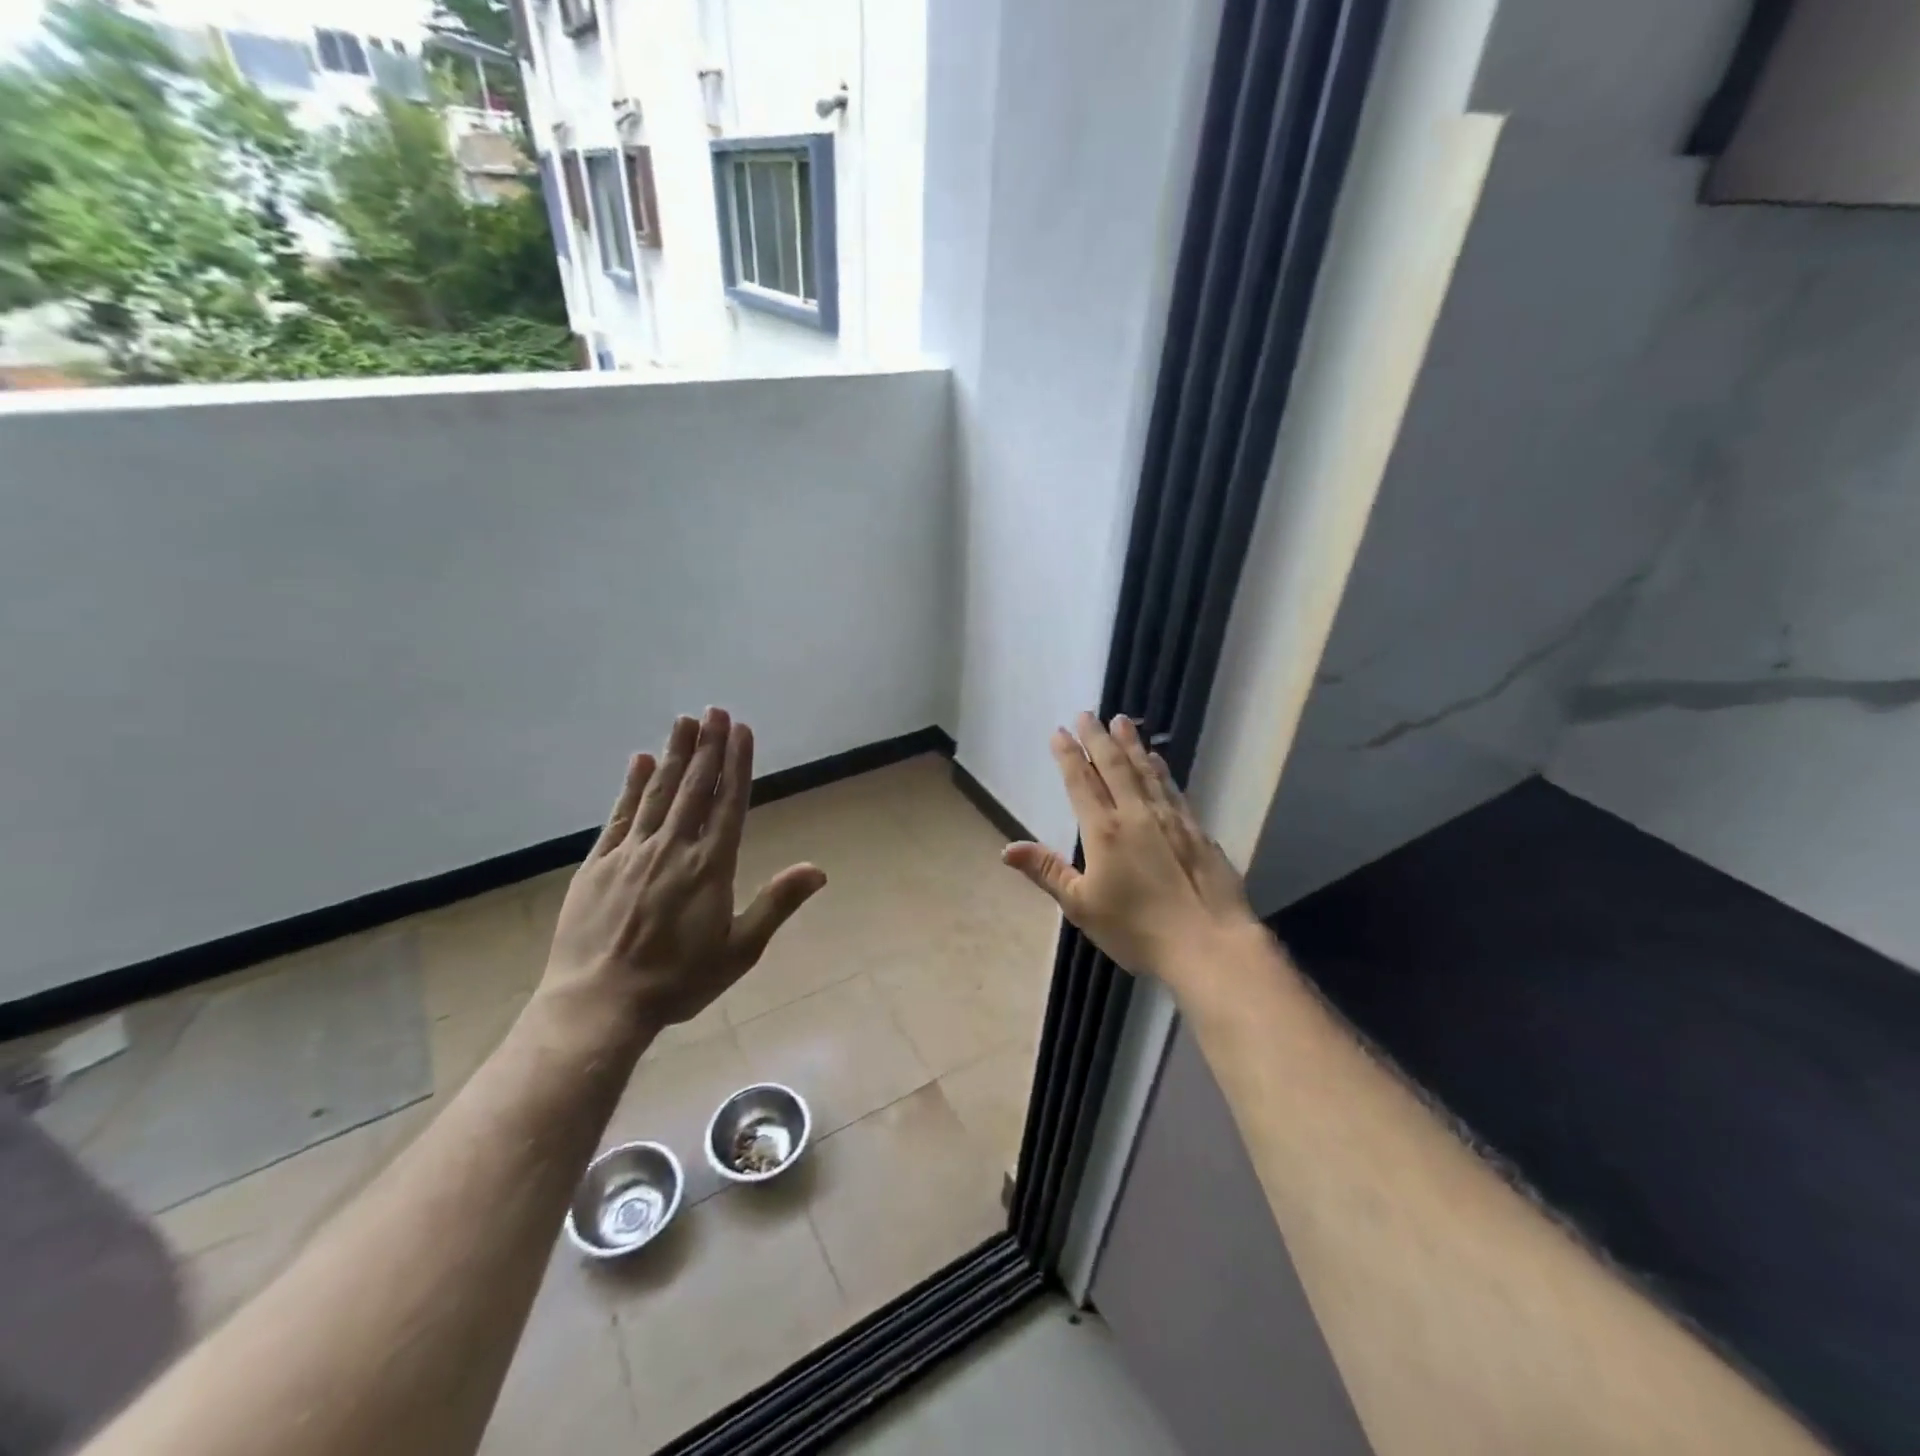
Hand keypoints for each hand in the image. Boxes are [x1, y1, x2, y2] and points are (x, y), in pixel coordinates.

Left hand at [542, 708, 826, 1032]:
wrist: (600, 1002)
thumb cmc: (677, 981)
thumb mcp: (740, 950)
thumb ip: (777, 904)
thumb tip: (818, 869)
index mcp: (710, 867)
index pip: (729, 803)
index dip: (737, 764)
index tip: (741, 730)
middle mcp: (673, 848)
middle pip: (694, 787)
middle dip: (707, 746)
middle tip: (714, 709)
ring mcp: (632, 852)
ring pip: (659, 792)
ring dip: (674, 754)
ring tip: (684, 721)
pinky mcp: (599, 863)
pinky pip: (620, 814)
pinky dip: (631, 785)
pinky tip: (639, 761)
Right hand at [1003, 712, 1259, 991]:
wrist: (1209, 944)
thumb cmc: (1137, 930)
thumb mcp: (1081, 906)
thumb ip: (1047, 871)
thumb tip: (1006, 848)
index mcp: (1104, 831)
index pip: (1081, 782)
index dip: (1068, 755)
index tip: (1060, 731)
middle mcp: (1136, 814)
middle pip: (1114, 766)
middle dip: (1098, 738)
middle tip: (1088, 713)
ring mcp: (1170, 818)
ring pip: (1145, 770)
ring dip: (1131, 744)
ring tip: (1121, 721)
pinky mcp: (1196, 829)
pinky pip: (1172, 787)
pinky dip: (1160, 769)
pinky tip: (1157, 759)